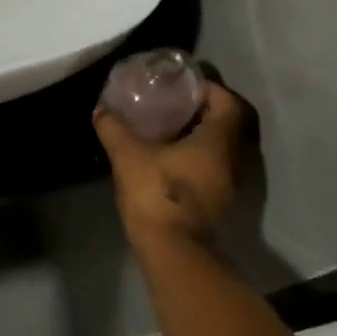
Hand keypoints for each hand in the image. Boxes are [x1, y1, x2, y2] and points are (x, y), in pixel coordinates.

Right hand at [93, 81, 253, 248]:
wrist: (172, 251)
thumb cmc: (157, 193)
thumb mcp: (128, 154)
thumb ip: (115, 128)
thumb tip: (101, 110)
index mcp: (219, 140)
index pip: (228, 101)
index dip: (209, 88)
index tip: (184, 84)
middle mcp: (234, 159)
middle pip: (230, 123)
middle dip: (206, 110)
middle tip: (177, 102)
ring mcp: (232, 184)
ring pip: (224, 148)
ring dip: (204, 135)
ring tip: (172, 128)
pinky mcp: (222, 202)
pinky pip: (217, 167)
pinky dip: (201, 156)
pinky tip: (173, 157)